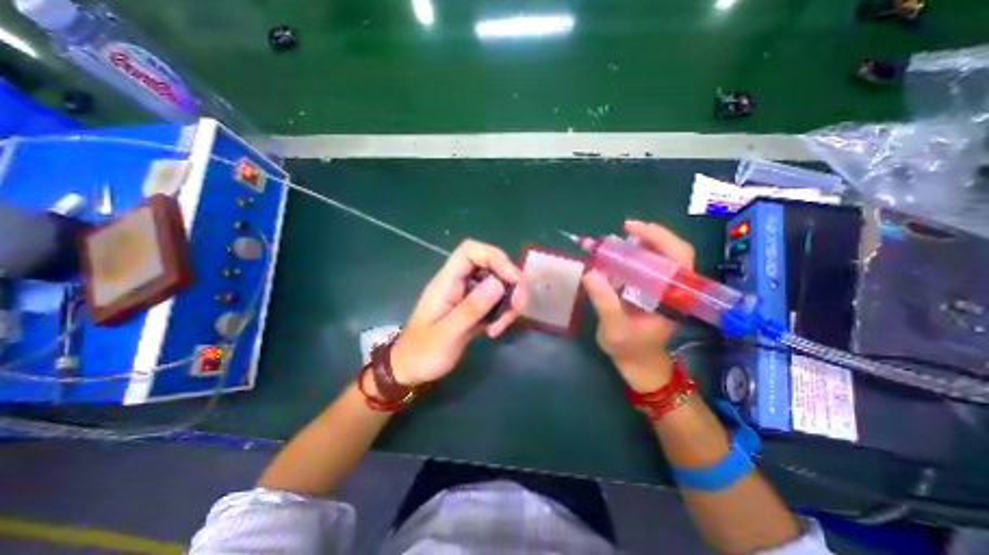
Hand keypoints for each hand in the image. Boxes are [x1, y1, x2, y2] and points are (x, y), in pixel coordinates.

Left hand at [388, 238, 533, 386]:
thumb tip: (499, 283)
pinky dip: (503, 312)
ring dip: (509, 301)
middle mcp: (459, 283)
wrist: (411, 369)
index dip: (495, 257)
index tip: (512, 279)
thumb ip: (471, 309)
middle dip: (511, 282)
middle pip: (491, 265)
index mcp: (447, 281)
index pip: (471, 251)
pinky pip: (495, 301)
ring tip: (502, 326)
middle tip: (517, 306)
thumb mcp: (447, 334)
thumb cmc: (423, 352)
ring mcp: (467, 295)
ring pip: (497, 284)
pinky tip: (495, 330)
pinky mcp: (473, 308)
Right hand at [582, 219, 694, 390]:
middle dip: (651, 235)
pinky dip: (634, 255)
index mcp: (674, 297)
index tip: (632, 228)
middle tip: (624, 228)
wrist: (638, 362)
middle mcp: (674, 288)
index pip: (679, 259)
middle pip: (673, 252)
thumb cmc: (629, 348)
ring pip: (661, 256)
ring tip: (617, 239)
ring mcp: (664, 288)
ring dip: (641, 243)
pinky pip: (648, 265)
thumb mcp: (615, 328)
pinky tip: (617, 255)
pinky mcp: (652, 289)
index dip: (660, 238)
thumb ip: (605, 303)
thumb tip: (590, 273)